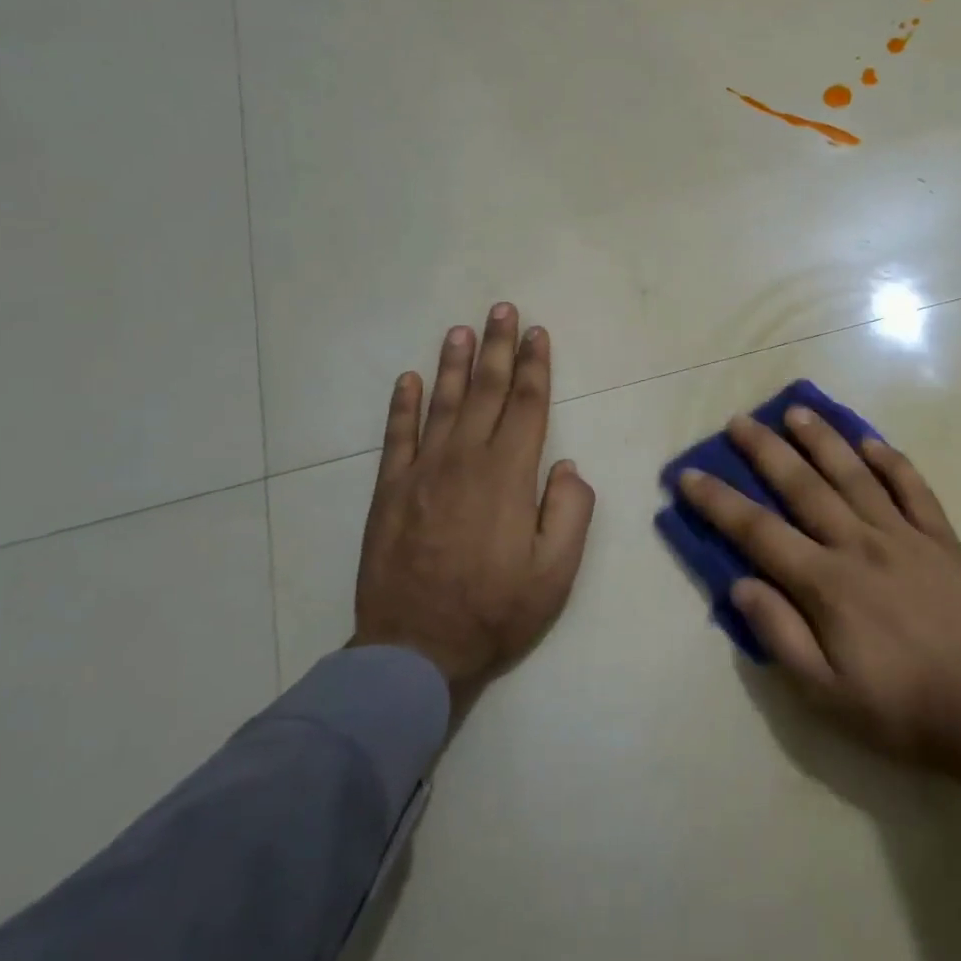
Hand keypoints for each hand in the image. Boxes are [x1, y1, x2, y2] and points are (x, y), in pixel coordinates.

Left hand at [353, 304, 594, 708]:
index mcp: (508, 476)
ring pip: (441, 404)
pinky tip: (408, 379)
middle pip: (486, 392)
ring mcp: (422, 473)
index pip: (527, 406)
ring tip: (460, 330)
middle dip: (497, 348)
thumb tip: (566, 464)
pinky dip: (402, 405)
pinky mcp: (389, 492)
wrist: (414, 651)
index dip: (535, 366)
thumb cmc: (496, 611)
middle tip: (501, 309)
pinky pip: (396, 436)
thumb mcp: (556, 572)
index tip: (537, 333)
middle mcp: (465, 460)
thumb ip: (571, 511)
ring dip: (453, 364)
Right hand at [678, 406, 960, 839]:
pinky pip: (913, 488)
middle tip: (741, 421)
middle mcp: (859, 545)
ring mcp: (905, 536)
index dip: (719, 502)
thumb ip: (780, 634)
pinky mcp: (943, 540)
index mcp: (826, 584)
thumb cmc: (902, 710)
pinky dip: (891, 461)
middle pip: (803, 487)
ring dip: (823, 440)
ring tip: (797, 411)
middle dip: (766, 452)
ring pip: (855, 475)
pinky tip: (871, 441)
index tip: (690, 475)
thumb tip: (740, 585)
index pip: (758, 532)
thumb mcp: (826, 693)